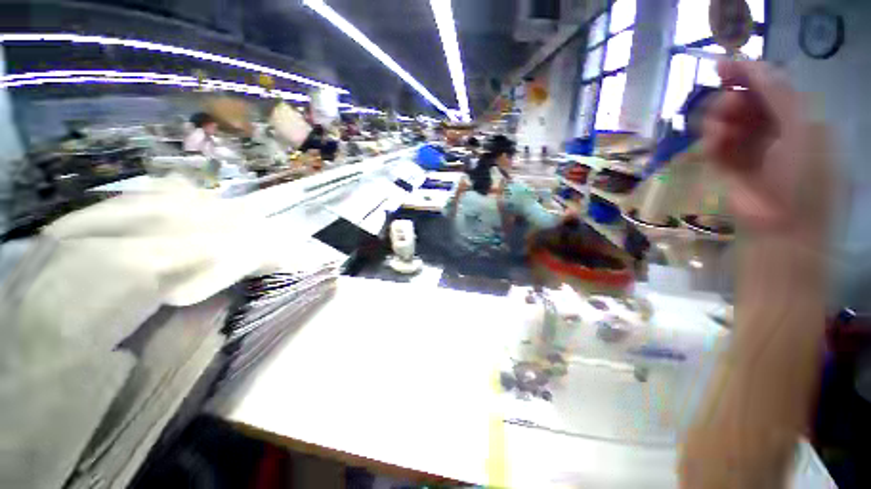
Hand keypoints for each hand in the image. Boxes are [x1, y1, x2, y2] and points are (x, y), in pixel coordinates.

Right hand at [703, 60, 832, 243]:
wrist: (783, 225)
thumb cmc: (804, 176)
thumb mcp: (803, 125)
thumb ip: (779, 92)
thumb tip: (749, 66)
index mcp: (798, 118)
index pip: (770, 88)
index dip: (748, 74)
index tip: (721, 67)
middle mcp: (773, 130)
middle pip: (745, 102)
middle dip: (732, 98)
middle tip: (726, 102)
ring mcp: (748, 150)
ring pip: (725, 122)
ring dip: (719, 120)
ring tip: (720, 130)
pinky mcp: (726, 167)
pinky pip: (714, 145)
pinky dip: (712, 141)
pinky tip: (714, 144)